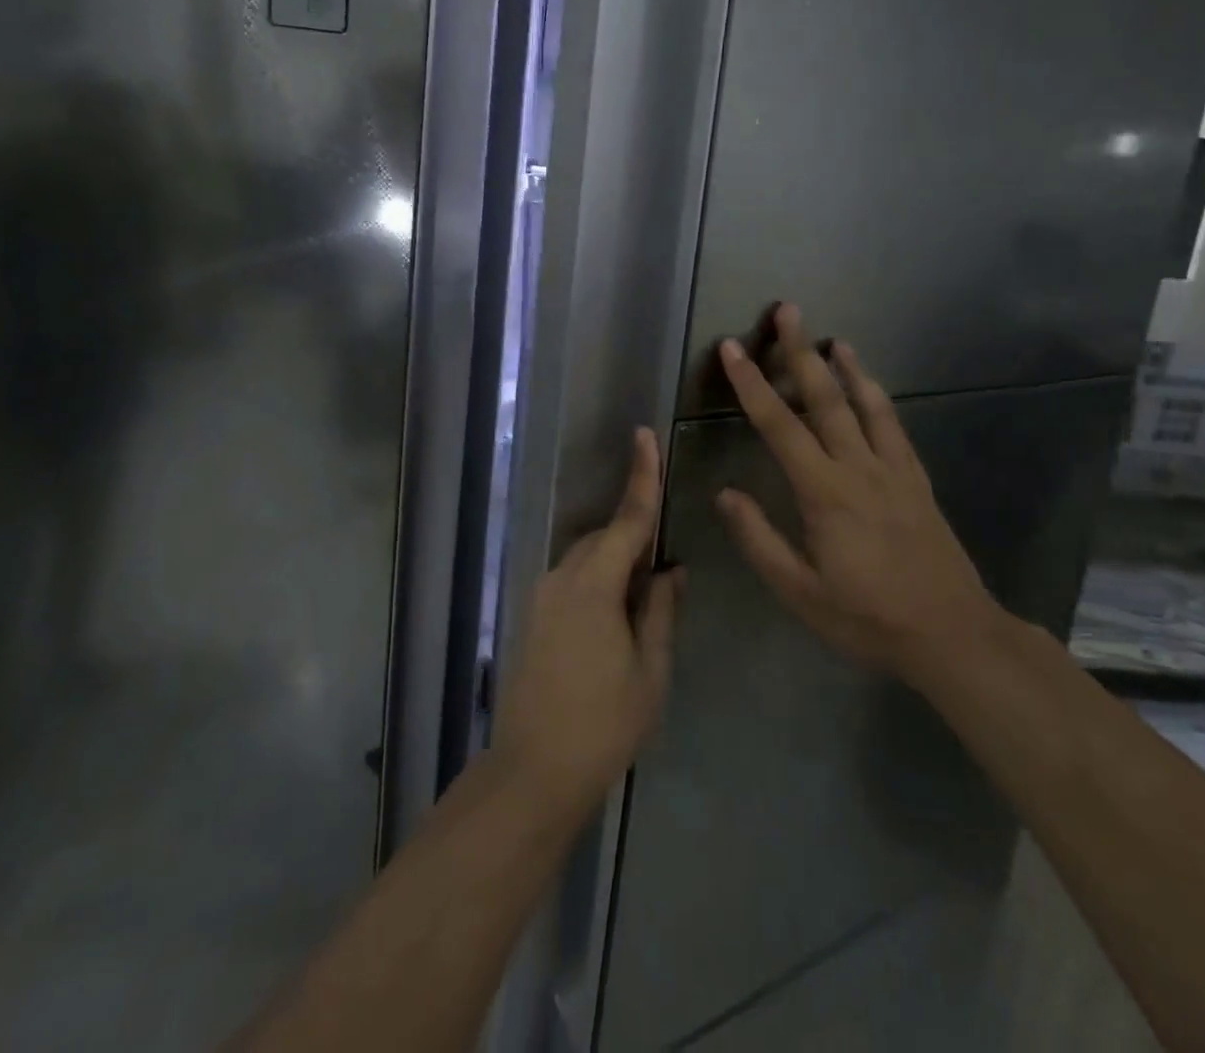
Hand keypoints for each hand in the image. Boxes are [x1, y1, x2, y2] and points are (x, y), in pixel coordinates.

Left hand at [495, 428, 681, 821]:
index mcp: (594, 585)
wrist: (534, 770)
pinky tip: (615, 621)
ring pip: (587, 559)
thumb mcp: (650, 670)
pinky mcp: (533, 615)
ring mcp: (541, 596)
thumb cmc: (603, 723)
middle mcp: (562, 578)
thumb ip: (661, 611)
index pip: (627, 520)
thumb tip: (671, 570)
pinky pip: (573, 580)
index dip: (641, 477)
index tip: (645, 435)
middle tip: (665, 571)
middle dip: (635, 539)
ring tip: (644, 603)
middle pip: (605, 538)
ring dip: (616, 564)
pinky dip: (598, 581)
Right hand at [714, 304, 1000, 682]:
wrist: (953, 635)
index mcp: (824, 492)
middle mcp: (859, 467)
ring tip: (830, 339)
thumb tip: (726, 493)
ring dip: (845, 367)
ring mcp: (893, 470)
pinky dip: (878, 397)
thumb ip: (759, 539)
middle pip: (825, 397)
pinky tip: (870, 386)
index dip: (752, 384)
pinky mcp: (916, 480)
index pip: (779, 425)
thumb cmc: (868, 618)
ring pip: (866, 404)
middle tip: (788, 310)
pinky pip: (894, 426)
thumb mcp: (800, 591)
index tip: (732, 349)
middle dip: (800, 352)